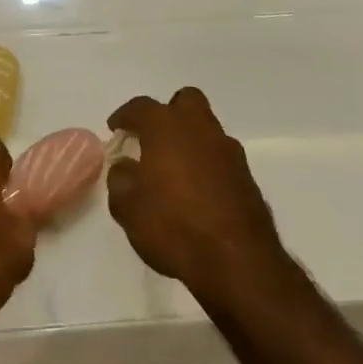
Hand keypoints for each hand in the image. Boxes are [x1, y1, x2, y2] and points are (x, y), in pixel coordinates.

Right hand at [105, 88, 290, 304]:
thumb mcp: (127, 206)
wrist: (237, 261)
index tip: (115, 129)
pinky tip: (198, 192)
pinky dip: (208, 166)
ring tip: (175, 171)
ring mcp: (227, 150)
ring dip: (190, 141)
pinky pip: (220, 158)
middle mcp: (198, 127)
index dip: (124, 117)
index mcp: (165, 125)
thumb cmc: (173, 225)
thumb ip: (120, 178)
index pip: (140, 107)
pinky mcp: (247, 176)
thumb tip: (126, 166)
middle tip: (154, 140)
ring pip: (206, 130)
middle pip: (185, 102)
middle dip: (168, 114)